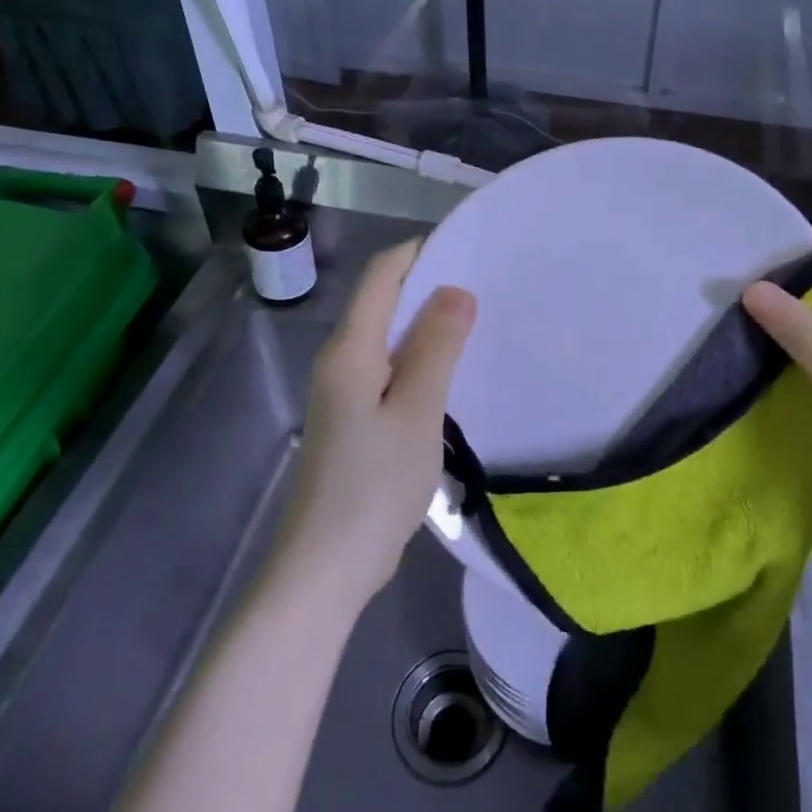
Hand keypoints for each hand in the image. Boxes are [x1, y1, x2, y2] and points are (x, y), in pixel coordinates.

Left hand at [285, 240, 476, 603]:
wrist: (327, 567)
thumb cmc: (375, 484)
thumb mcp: (417, 410)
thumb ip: (437, 347)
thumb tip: (456, 289)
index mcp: (351, 350)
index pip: (382, 276)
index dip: (419, 251)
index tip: (467, 245)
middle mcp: (340, 361)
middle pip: (382, 302)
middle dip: (429, 285)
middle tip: (484, 282)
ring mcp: (343, 392)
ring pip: (387, 338)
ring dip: (426, 325)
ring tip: (475, 321)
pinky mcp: (352, 420)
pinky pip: (388, 369)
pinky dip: (419, 359)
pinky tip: (449, 372)